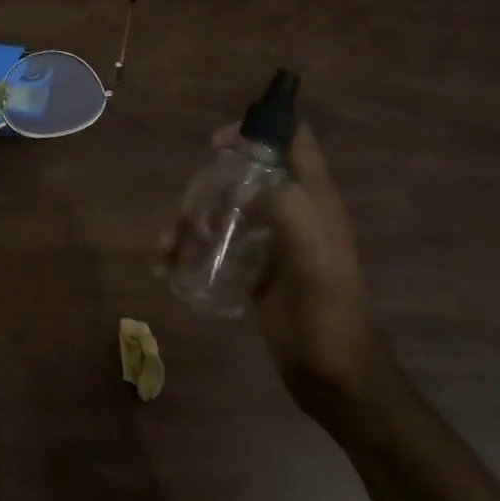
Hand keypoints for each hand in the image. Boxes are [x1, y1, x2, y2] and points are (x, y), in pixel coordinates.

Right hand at [163, 121, 377, 421]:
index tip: (217, 144)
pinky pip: (218, 242)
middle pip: (245, 173)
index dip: (258, 129)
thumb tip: (248, 180)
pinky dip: (192, 246)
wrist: (331, 371)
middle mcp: (292, 210)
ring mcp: (272, 240)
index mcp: (313, 197)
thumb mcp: (314, 253)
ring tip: (168, 244)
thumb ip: (289, 207)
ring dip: (192, 218)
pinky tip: (170, 264)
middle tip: (186, 210)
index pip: (292, 139)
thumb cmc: (326, 308)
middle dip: (209, 183)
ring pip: (226, 208)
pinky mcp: (255, 267)